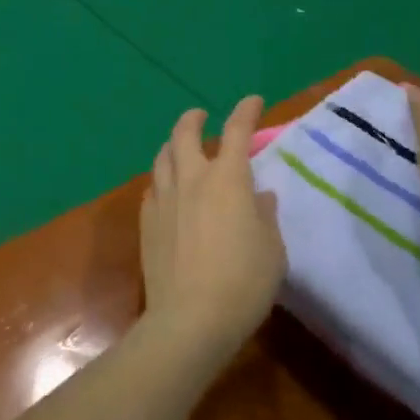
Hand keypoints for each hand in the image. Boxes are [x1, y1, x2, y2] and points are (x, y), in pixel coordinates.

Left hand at [139, 97, 286, 362]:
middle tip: (200, 115)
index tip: (253, 101)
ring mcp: (164, 198)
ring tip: (179, 146)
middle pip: (185, 134)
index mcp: (228, 179)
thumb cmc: (244, 282)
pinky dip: (162, 178)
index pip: (237, 132)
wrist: (190, 318)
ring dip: (172, 144)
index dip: (246, 112)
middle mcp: (192, 179)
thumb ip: (265, 216)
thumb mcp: (272, 249)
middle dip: (194, 119)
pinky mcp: (146, 221)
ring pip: (163, 157)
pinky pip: (153, 187)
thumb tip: (258, 196)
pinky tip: (167, 189)